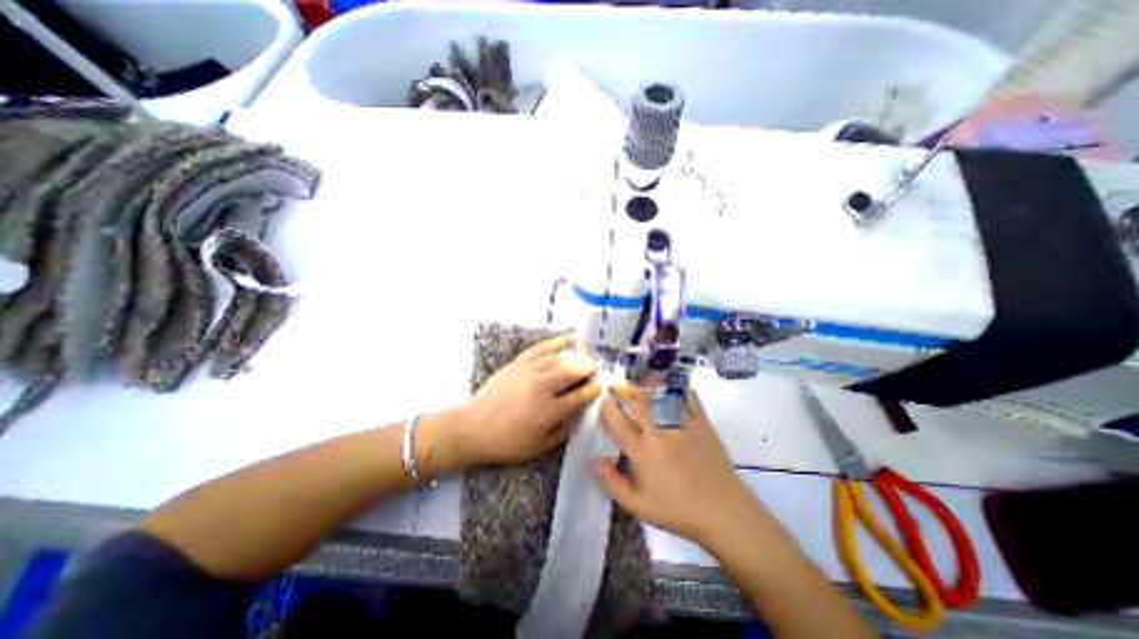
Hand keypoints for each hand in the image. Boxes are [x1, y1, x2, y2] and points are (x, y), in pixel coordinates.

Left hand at [458, 337, 605, 465]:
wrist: (471, 428)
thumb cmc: (506, 443)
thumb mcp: (538, 447)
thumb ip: (562, 429)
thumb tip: (578, 412)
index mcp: (548, 411)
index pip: (578, 396)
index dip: (592, 389)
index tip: (601, 384)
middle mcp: (541, 387)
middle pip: (571, 371)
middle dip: (587, 367)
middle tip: (595, 367)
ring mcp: (528, 372)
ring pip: (558, 358)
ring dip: (575, 355)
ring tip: (584, 356)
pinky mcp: (517, 364)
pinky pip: (539, 348)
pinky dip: (554, 342)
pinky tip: (565, 340)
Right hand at [593, 378, 768, 549]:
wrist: (724, 511)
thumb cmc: (678, 510)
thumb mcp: (639, 506)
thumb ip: (613, 483)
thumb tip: (594, 461)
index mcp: (642, 452)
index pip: (618, 422)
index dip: (607, 409)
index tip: (604, 403)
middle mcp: (659, 432)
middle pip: (637, 402)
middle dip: (623, 389)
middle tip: (616, 384)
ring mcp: (682, 424)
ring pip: (659, 396)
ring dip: (646, 385)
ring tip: (638, 380)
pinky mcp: (701, 422)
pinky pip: (688, 397)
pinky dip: (678, 388)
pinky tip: (671, 386)